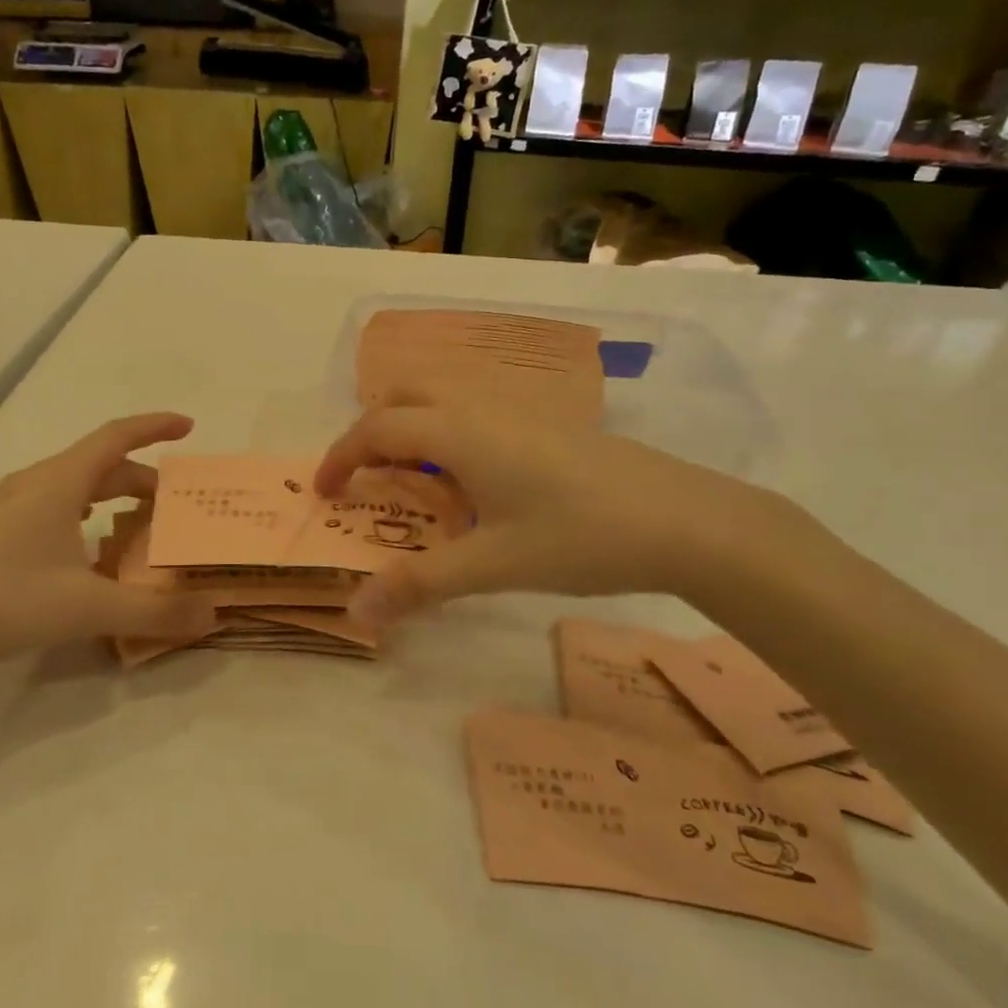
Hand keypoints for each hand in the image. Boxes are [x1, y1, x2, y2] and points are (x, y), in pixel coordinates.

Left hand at [0, 413, 217, 681]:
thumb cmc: (4, 602)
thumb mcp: (88, 608)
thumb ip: (154, 611)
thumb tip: (212, 612)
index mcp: (58, 482)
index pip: (116, 437)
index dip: (154, 426)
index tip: (189, 426)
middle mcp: (34, 483)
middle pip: (100, 465)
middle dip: (142, 478)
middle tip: (175, 506)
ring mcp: (8, 507)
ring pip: (74, 486)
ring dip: (112, 496)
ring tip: (139, 524)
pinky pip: (54, 505)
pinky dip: (86, 514)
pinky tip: (89, 551)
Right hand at [314, 407, 784, 624]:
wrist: (684, 519)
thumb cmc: (580, 536)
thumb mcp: (493, 564)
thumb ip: (420, 584)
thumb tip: (356, 611)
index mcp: (459, 432)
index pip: (377, 427)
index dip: (341, 456)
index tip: (322, 493)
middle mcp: (482, 408)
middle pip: (406, 395)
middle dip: (372, 430)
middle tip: (364, 478)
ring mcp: (519, 411)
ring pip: (444, 399)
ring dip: (412, 429)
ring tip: (412, 482)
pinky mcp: (548, 424)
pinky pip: (475, 413)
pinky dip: (448, 434)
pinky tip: (473, 483)